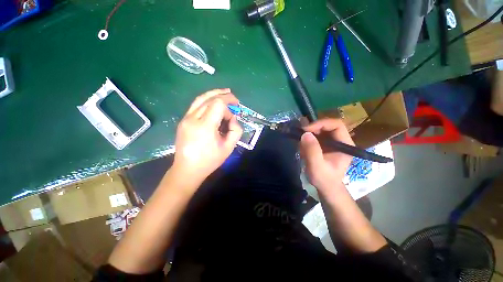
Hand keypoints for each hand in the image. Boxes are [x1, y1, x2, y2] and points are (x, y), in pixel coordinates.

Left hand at [172, 89, 242, 183]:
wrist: (187, 169)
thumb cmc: (210, 160)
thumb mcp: (229, 148)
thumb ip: (236, 130)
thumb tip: (233, 118)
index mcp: (205, 127)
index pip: (218, 104)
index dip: (229, 106)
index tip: (234, 115)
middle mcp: (193, 119)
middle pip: (210, 98)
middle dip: (224, 96)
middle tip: (234, 99)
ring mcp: (186, 118)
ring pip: (201, 98)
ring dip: (214, 94)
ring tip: (225, 92)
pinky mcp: (183, 120)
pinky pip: (196, 105)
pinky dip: (207, 100)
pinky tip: (214, 101)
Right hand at [299, 118, 353, 190]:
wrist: (326, 187)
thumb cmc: (324, 179)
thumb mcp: (317, 167)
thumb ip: (312, 150)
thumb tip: (305, 133)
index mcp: (345, 145)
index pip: (337, 125)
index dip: (322, 124)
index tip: (307, 130)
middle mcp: (340, 141)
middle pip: (328, 125)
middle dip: (313, 129)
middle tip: (301, 135)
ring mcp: (332, 142)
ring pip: (320, 130)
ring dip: (309, 135)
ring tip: (302, 147)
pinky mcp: (325, 145)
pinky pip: (315, 136)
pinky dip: (307, 140)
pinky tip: (304, 149)